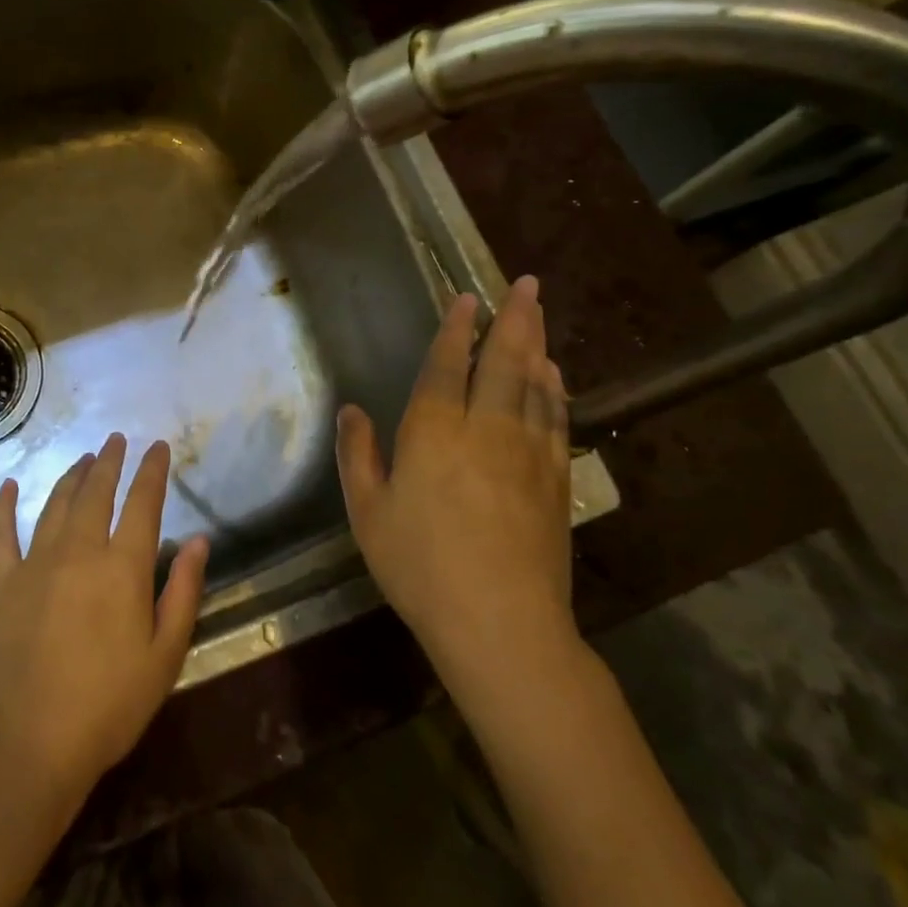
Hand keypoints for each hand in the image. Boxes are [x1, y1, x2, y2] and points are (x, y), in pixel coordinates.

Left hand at [0, 434, 210, 804]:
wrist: (32, 744)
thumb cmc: (110, 704)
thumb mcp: (165, 654)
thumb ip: (184, 592)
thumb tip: (197, 541)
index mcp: (123, 567)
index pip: (142, 503)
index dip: (152, 470)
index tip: (157, 446)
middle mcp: (79, 551)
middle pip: (96, 492)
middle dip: (109, 462)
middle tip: (116, 440)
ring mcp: (35, 564)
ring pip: (55, 504)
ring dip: (71, 476)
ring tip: (84, 459)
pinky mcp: (2, 584)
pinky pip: (0, 534)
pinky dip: (3, 507)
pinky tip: (7, 486)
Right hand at [336, 277, 574, 677]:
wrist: (500, 623)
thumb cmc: (420, 566)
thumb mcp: (368, 513)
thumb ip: (358, 456)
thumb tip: (351, 410)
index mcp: (433, 432)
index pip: (446, 366)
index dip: (456, 329)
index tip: (468, 297)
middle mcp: (484, 429)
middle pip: (502, 362)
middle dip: (513, 319)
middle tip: (525, 284)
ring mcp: (526, 452)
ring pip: (535, 384)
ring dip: (537, 344)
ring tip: (539, 315)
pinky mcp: (553, 479)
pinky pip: (555, 419)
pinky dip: (556, 390)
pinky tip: (555, 376)